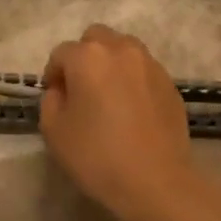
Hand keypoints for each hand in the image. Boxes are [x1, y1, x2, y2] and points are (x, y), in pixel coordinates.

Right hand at [41, 24, 194, 220]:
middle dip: (83, 57)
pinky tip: (132, 110)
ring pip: (123, 49)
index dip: (53, 75)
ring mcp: (150, 64)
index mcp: (88, 57)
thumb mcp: (54, 131)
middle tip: (81, 90)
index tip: (56, 99)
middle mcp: (121, 50)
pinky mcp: (170, 83)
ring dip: (110, 63)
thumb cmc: (97, 156)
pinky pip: (143, 70)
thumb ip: (50, 100)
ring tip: (108, 96)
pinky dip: (132, 80)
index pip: (61, 53)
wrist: (156, 181)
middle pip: (95, 38)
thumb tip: (61, 90)